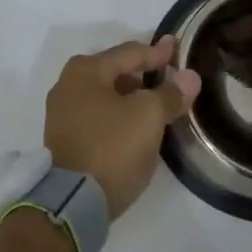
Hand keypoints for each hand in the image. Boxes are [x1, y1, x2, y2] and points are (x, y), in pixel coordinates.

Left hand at [45, 36, 200, 217]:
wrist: (74, 203)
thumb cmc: (112, 147)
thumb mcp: (148, 116)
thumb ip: (170, 93)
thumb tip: (189, 77)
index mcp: (86, 70)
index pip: (130, 53)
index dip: (157, 52)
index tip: (177, 49)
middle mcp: (68, 85)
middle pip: (115, 72)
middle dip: (143, 74)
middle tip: (168, 78)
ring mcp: (62, 114)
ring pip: (106, 96)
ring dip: (131, 97)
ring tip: (156, 105)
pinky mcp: (64, 140)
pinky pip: (98, 116)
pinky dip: (118, 115)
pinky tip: (136, 126)